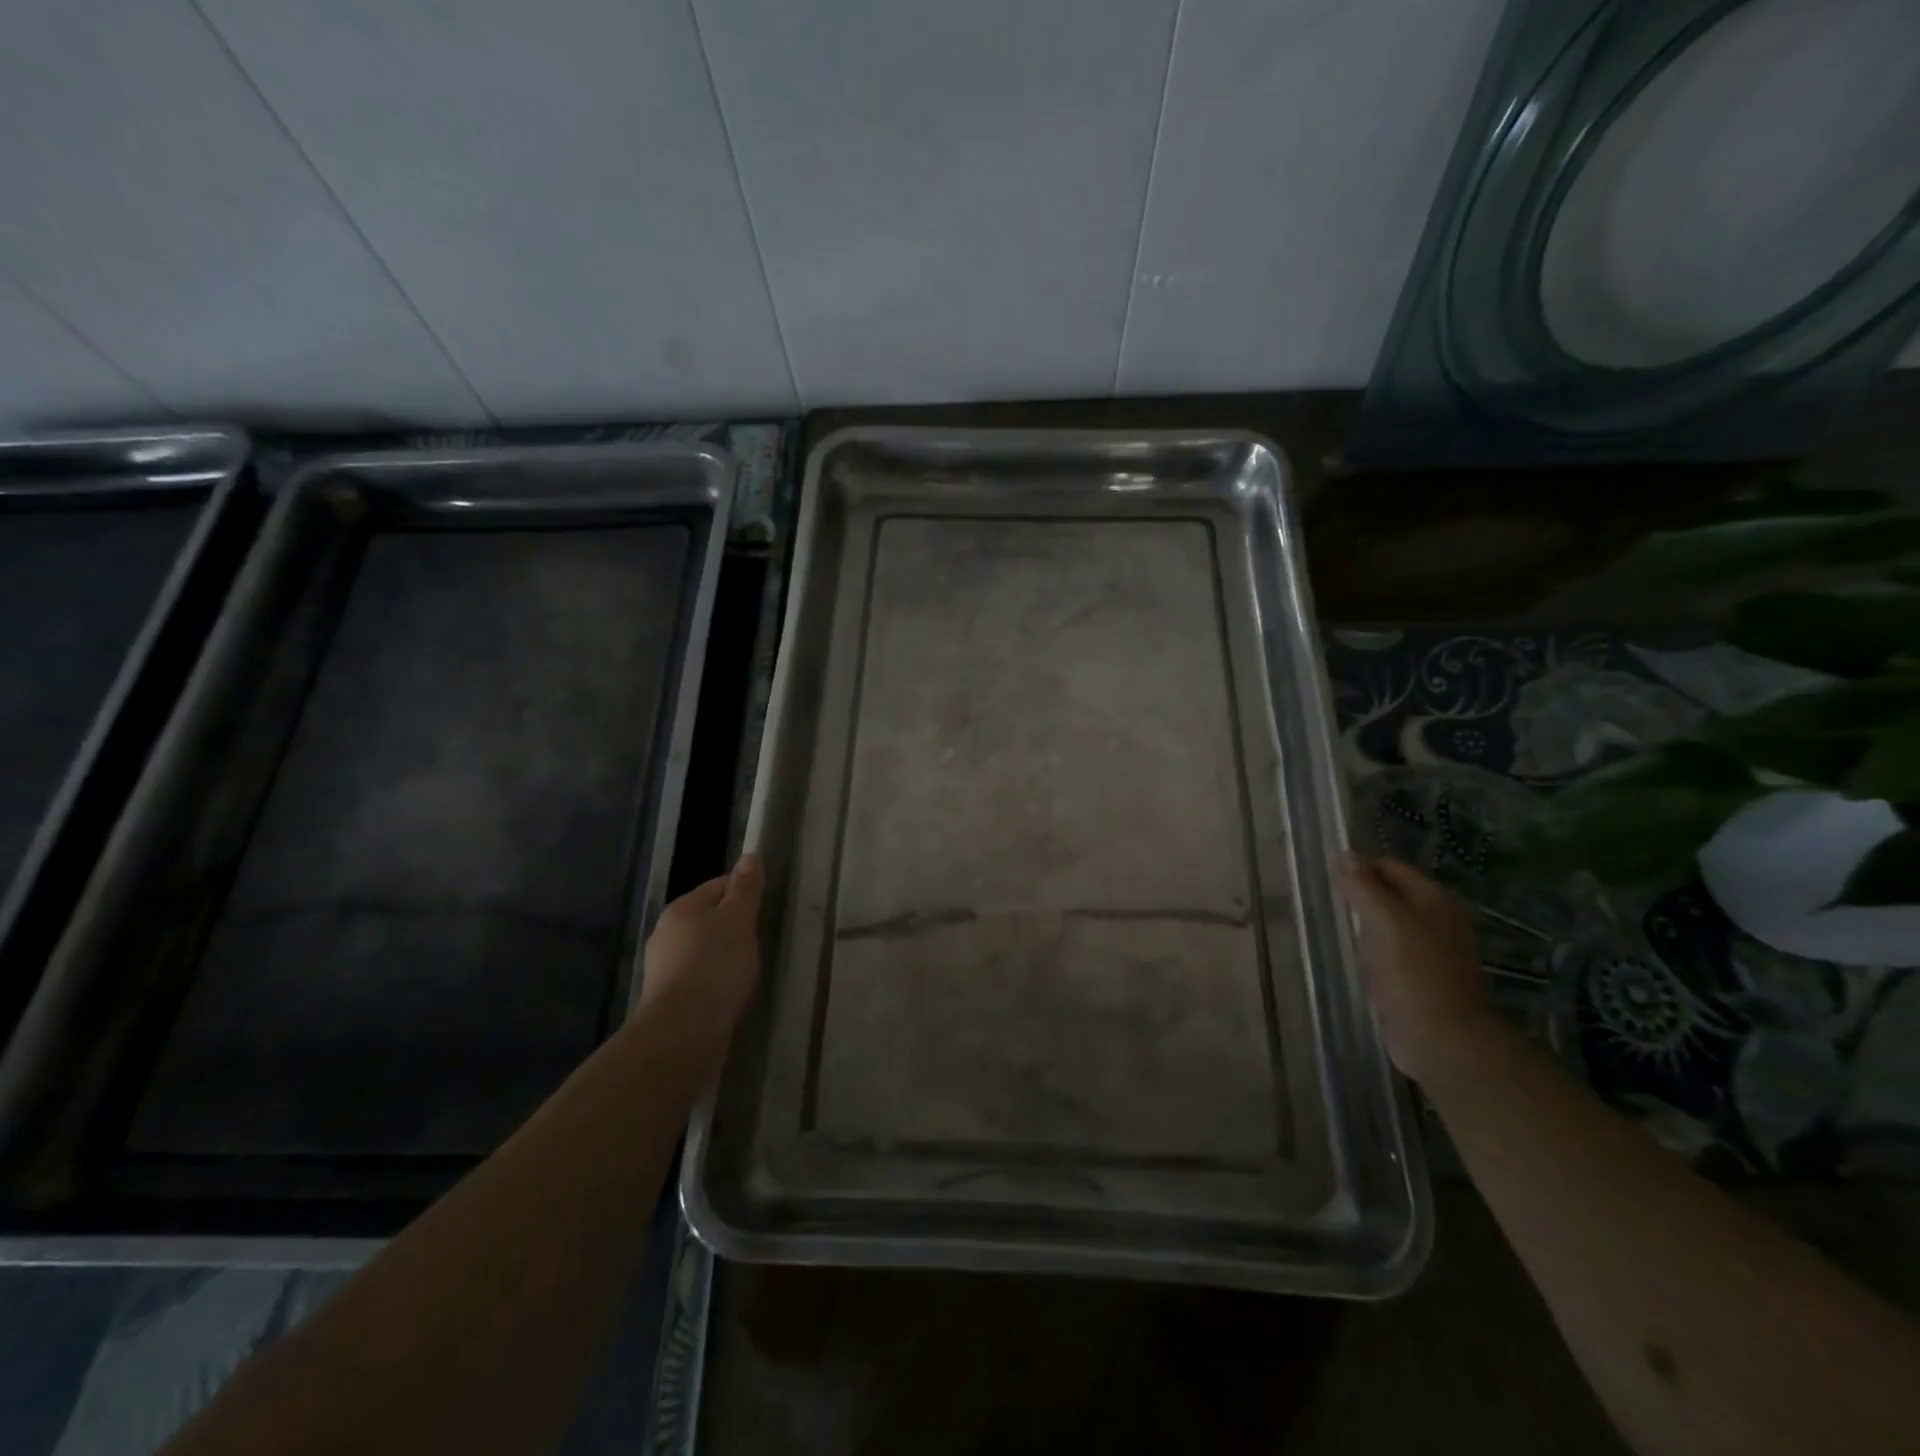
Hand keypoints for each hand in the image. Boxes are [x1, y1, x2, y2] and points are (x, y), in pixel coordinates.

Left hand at [639, 854, 763, 1044]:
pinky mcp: (668, 997)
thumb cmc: (715, 967)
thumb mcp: (739, 920)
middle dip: (734, 927)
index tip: (765, 911)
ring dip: (724, 956)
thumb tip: (749, 856)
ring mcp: (664, 967)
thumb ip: (745, 889)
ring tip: (747, 970)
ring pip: (704, 949)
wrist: (682, 1033)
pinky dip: (715, 980)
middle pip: (709, 918)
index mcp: (682, 908)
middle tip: (760, 942)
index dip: (745, 893)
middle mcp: (667, 932)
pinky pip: (699, 977)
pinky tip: (730, 993)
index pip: (719, 885)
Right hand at [1340, 853, 1502, 1084]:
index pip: (1389, 866)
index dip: (1359, 868)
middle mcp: (1436, 919)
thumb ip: (1364, 886)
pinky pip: (1388, 952)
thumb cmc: (1413, 971)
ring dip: (1364, 925)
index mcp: (1433, 898)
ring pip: (1388, 924)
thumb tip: (1346, 854)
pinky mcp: (1419, 978)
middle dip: (1360, 896)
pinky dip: (1371, 951)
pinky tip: (1353, 958)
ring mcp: (1430, 950)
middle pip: (1390, 894)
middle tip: (1328, 904)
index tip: (1327, 880)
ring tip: (1335, 928)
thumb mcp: (1384, 920)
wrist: (1442, 1038)